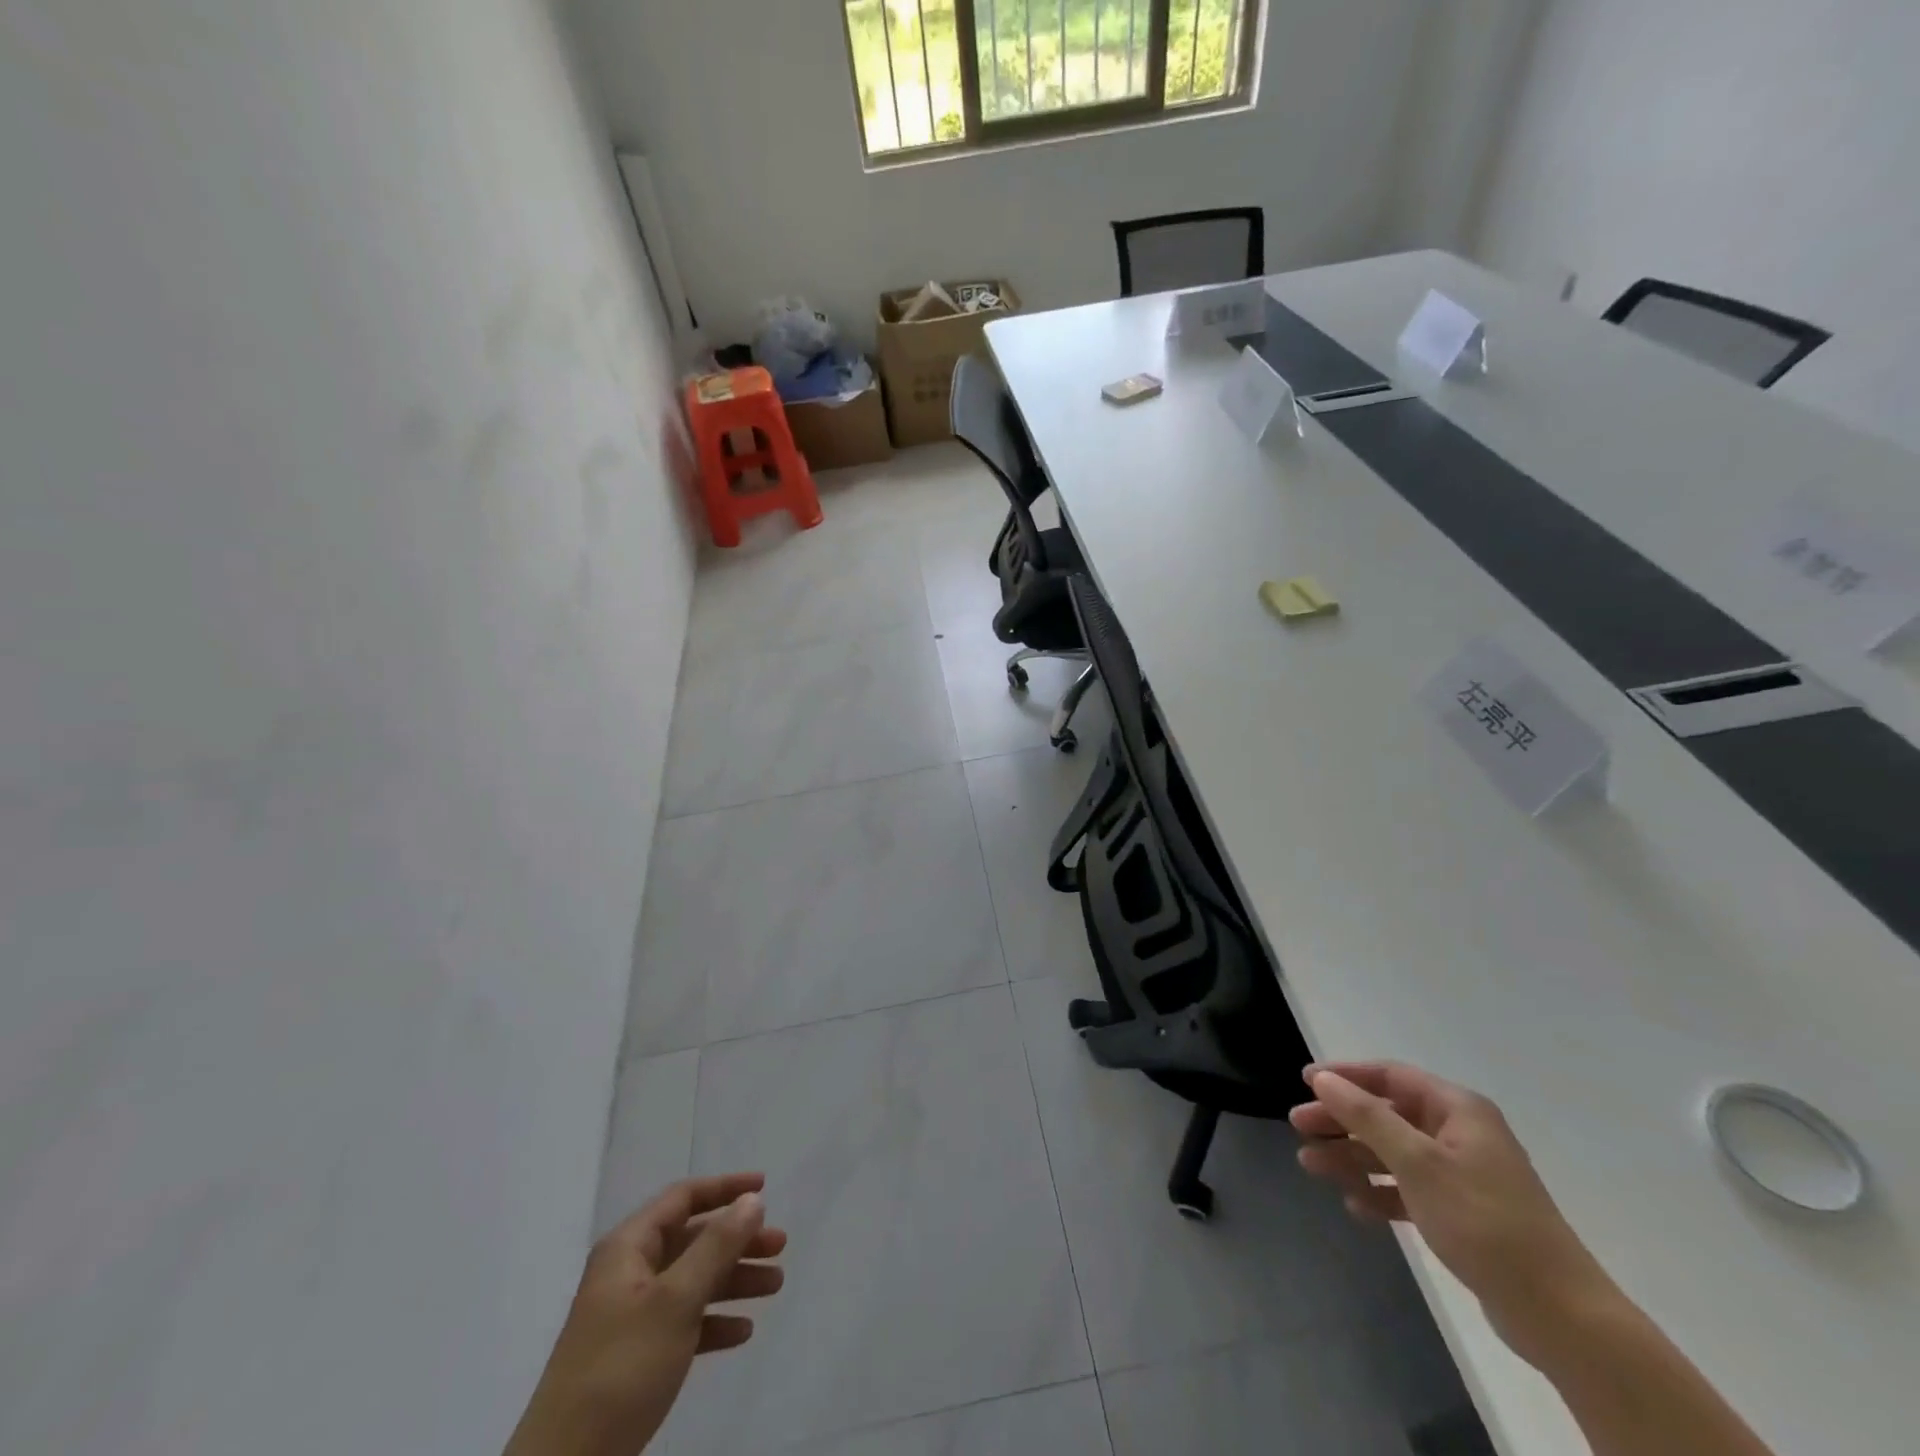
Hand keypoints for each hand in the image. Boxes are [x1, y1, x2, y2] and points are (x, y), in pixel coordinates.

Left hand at [504, 1173, 787, 1455]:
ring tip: (775, 1286)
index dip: (724, 1188)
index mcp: (628, 1248)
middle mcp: (628, 1272)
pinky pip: (683, 1323)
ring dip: (734, 1280)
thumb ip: (717, 1246)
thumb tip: (751, 1200)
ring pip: (692, 1281)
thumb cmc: (622, 1368)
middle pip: (693, 1240)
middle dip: (738, 1240)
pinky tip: (742, 1332)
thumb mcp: (676, 1300)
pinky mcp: (635, 1357)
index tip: (764, 1188)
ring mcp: (630, 1316)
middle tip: (779, 1247)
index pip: (682, 1198)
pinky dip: (714, 1321)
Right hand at [1290, 1062, 1614, 1367]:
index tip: (1305, 1081)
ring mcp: (1463, 1175)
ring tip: (1311, 1166)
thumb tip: (1324, 1078)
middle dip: (1342, 1120)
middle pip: (1387, 1115)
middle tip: (1299, 1126)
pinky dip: (1381, 1192)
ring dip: (1353, 1157)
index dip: (1346, 1076)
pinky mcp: (1464, 1214)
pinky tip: (1356, 1206)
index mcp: (1458, 1110)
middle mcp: (1461, 1134)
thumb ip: (1366, 1117)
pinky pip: (1410, 1190)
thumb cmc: (1484, 1222)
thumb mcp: (1417, 1163)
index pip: (1391, 1077)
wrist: (1560, 1315)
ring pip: (1394, 1153)